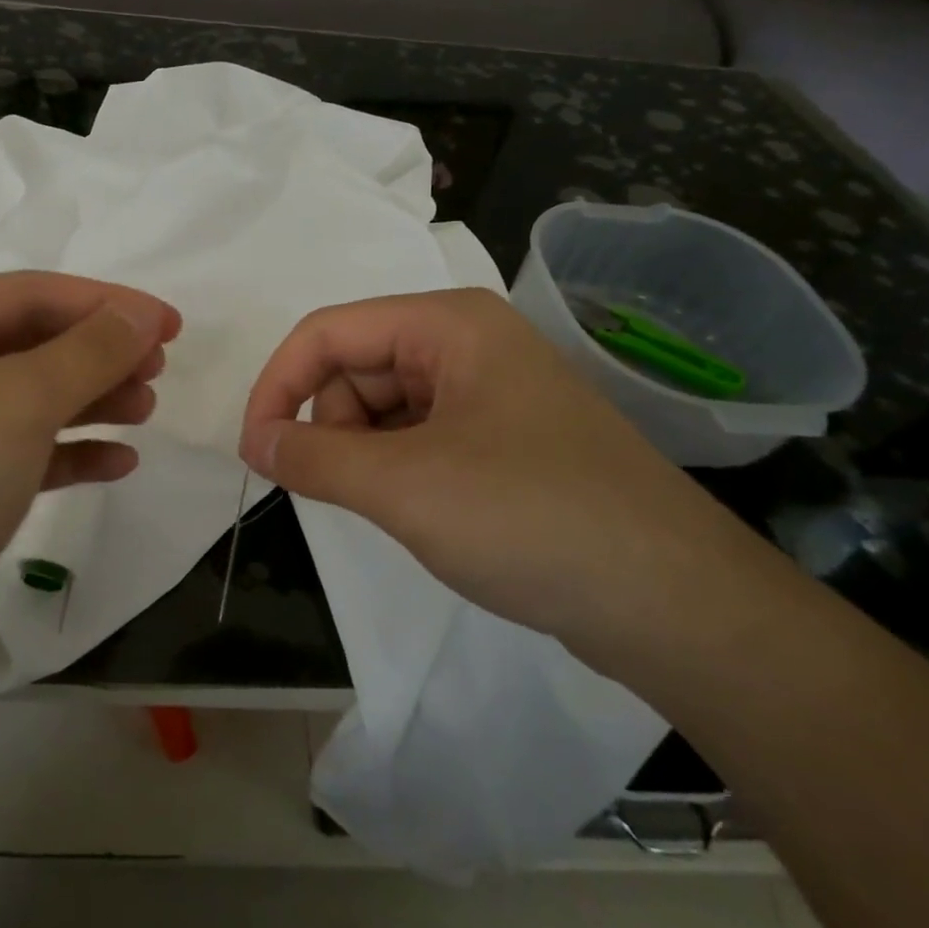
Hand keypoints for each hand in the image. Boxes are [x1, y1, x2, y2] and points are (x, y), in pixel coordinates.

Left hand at [0, 271, 179, 744]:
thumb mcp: (13, 403)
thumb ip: (87, 353)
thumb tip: (141, 316)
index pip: (29, 294)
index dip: (106, 304)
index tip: (172, 325)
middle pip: (28, 346)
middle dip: (97, 354)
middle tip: (159, 371)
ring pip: (26, 404)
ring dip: (88, 402)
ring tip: (146, 411)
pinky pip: (18, 459)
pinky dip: (67, 456)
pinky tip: (117, 464)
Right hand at [238, 289, 743, 650]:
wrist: (675, 604)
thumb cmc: (531, 519)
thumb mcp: (404, 485)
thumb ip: (314, 456)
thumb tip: (254, 440)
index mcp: (449, 323)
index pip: (328, 331)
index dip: (278, 384)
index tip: (254, 450)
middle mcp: (469, 342)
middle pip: (356, 365)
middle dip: (331, 425)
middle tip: (342, 490)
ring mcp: (490, 391)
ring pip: (384, 405)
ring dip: (363, 452)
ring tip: (392, 507)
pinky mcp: (503, 439)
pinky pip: (419, 435)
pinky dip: (396, 468)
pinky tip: (418, 510)